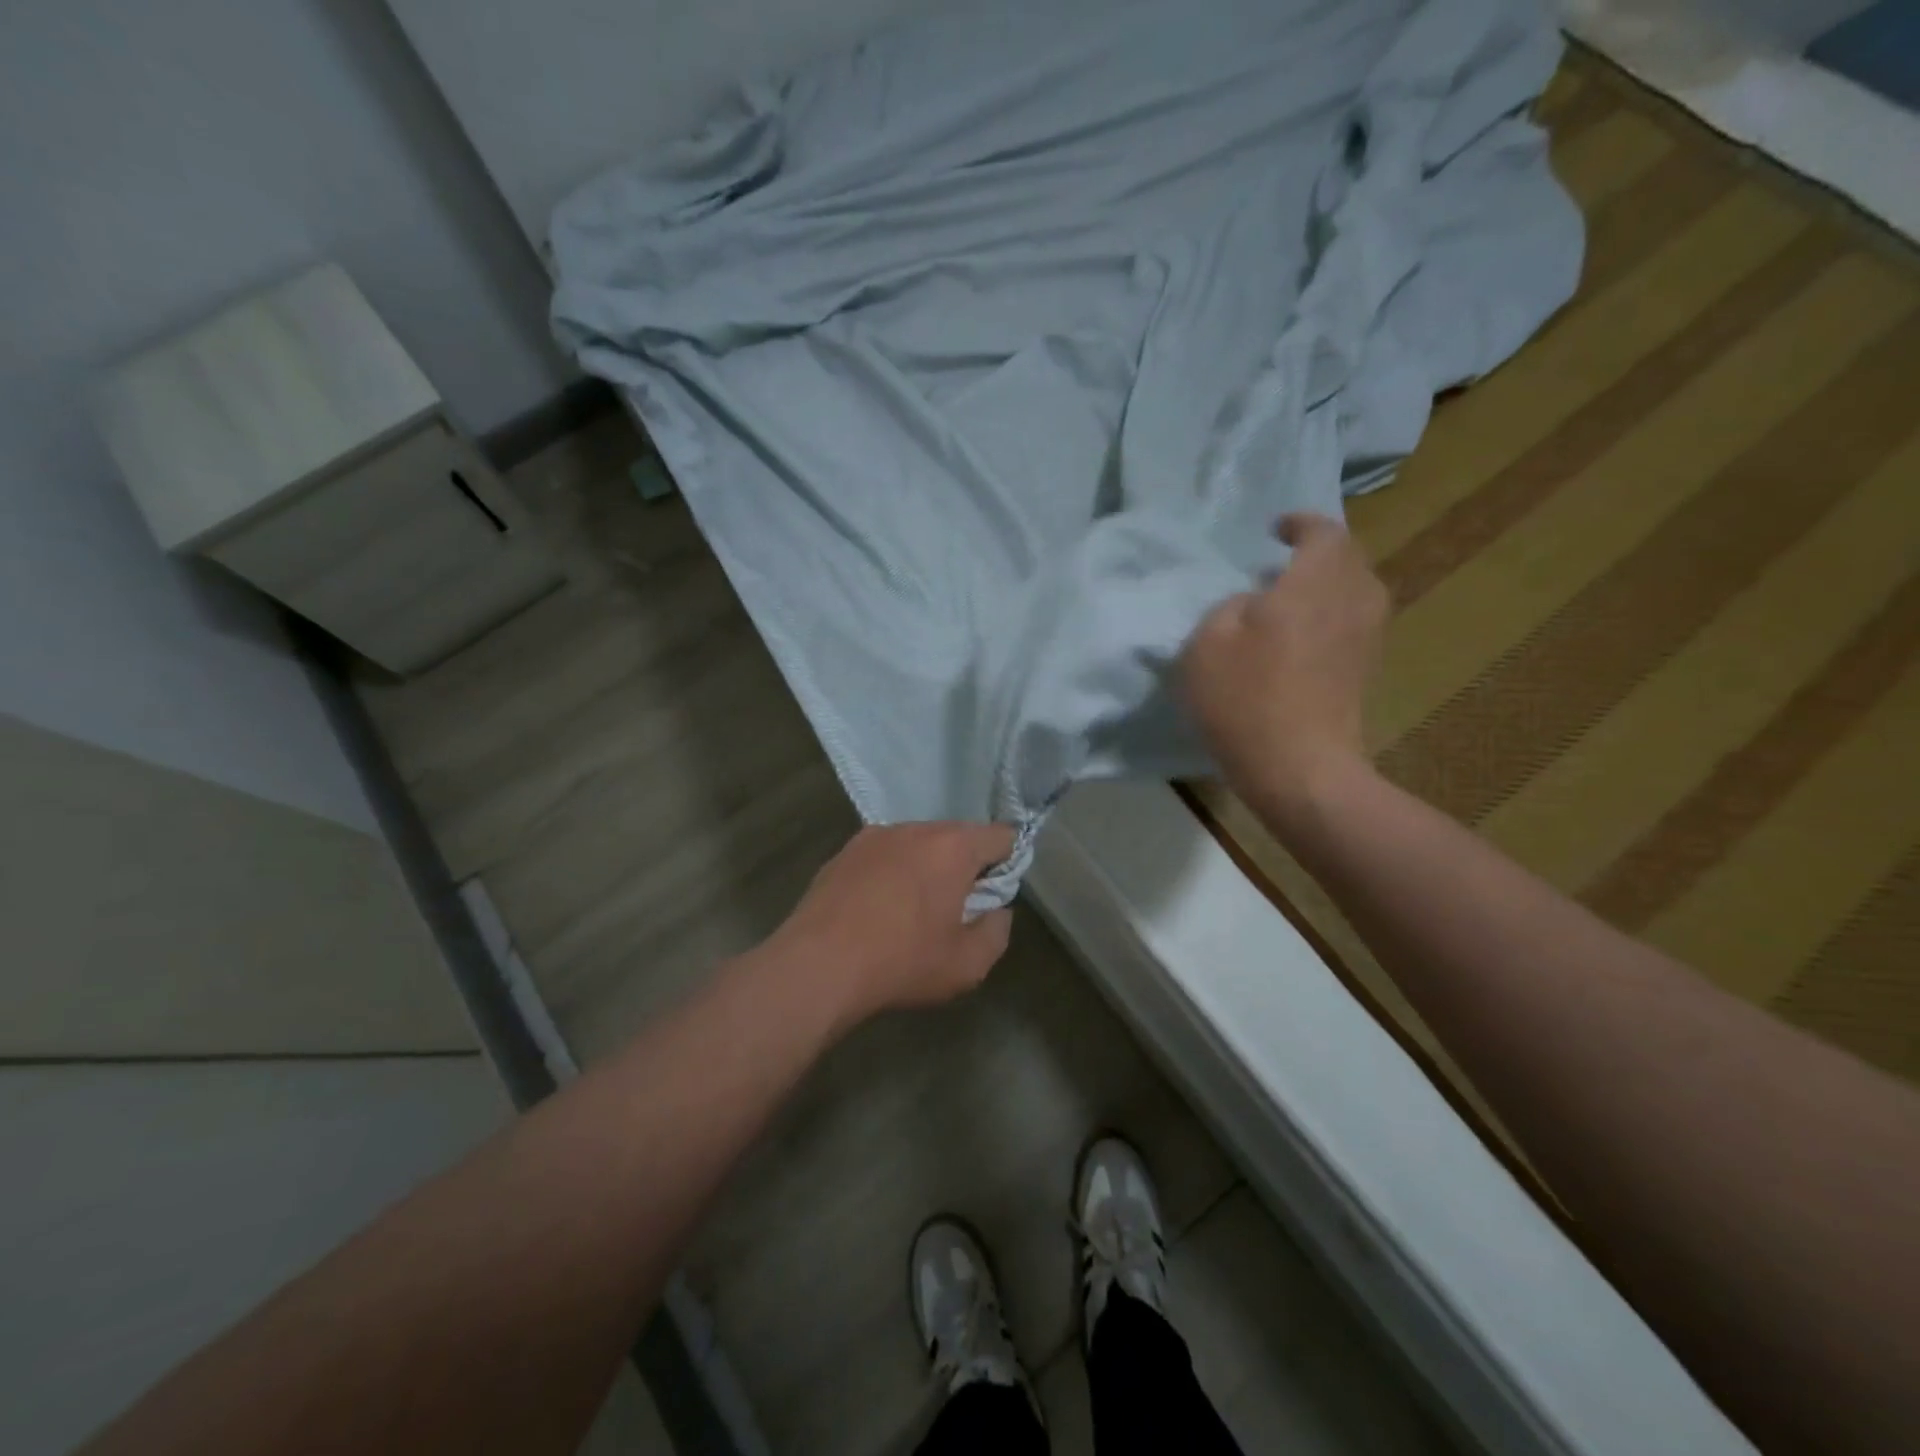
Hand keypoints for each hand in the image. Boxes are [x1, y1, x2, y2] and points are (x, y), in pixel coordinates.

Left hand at [765, 822, 1015, 1027]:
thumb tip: (996, 910)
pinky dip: (891, 873)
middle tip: (954, 909)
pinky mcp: (843, 852)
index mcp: (952, 847)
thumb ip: (997, 931)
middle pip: (957, 836)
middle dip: (964, 866)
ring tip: (911, 911)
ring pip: (918, 843)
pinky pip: (884, 854)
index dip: (1007, 863)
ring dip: (925, 867)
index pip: (1000, 836)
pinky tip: (877, 909)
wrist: (817, 966)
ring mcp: (874, 836)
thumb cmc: (902, 962)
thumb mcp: (968, 964)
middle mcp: (915, 828)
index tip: (993, 896)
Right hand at [1180, 512, 1388, 809]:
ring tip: (1288, 599)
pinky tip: (1298, 637)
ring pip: (1353, 591)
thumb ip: (1230, 606)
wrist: (1300, 768)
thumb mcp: (1208, 642)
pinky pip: (1352, 621)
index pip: (1323, 532)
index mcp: (1316, 581)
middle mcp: (1354, 599)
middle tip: (1280, 564)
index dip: (1300, 524)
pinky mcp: (1366, 669)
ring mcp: (1367, 636)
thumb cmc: (1246, 699)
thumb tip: (1256, 602)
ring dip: (1325, 586)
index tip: (1276, 529)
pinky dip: (1329, 615)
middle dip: (1317, 554)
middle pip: (1347, 558)